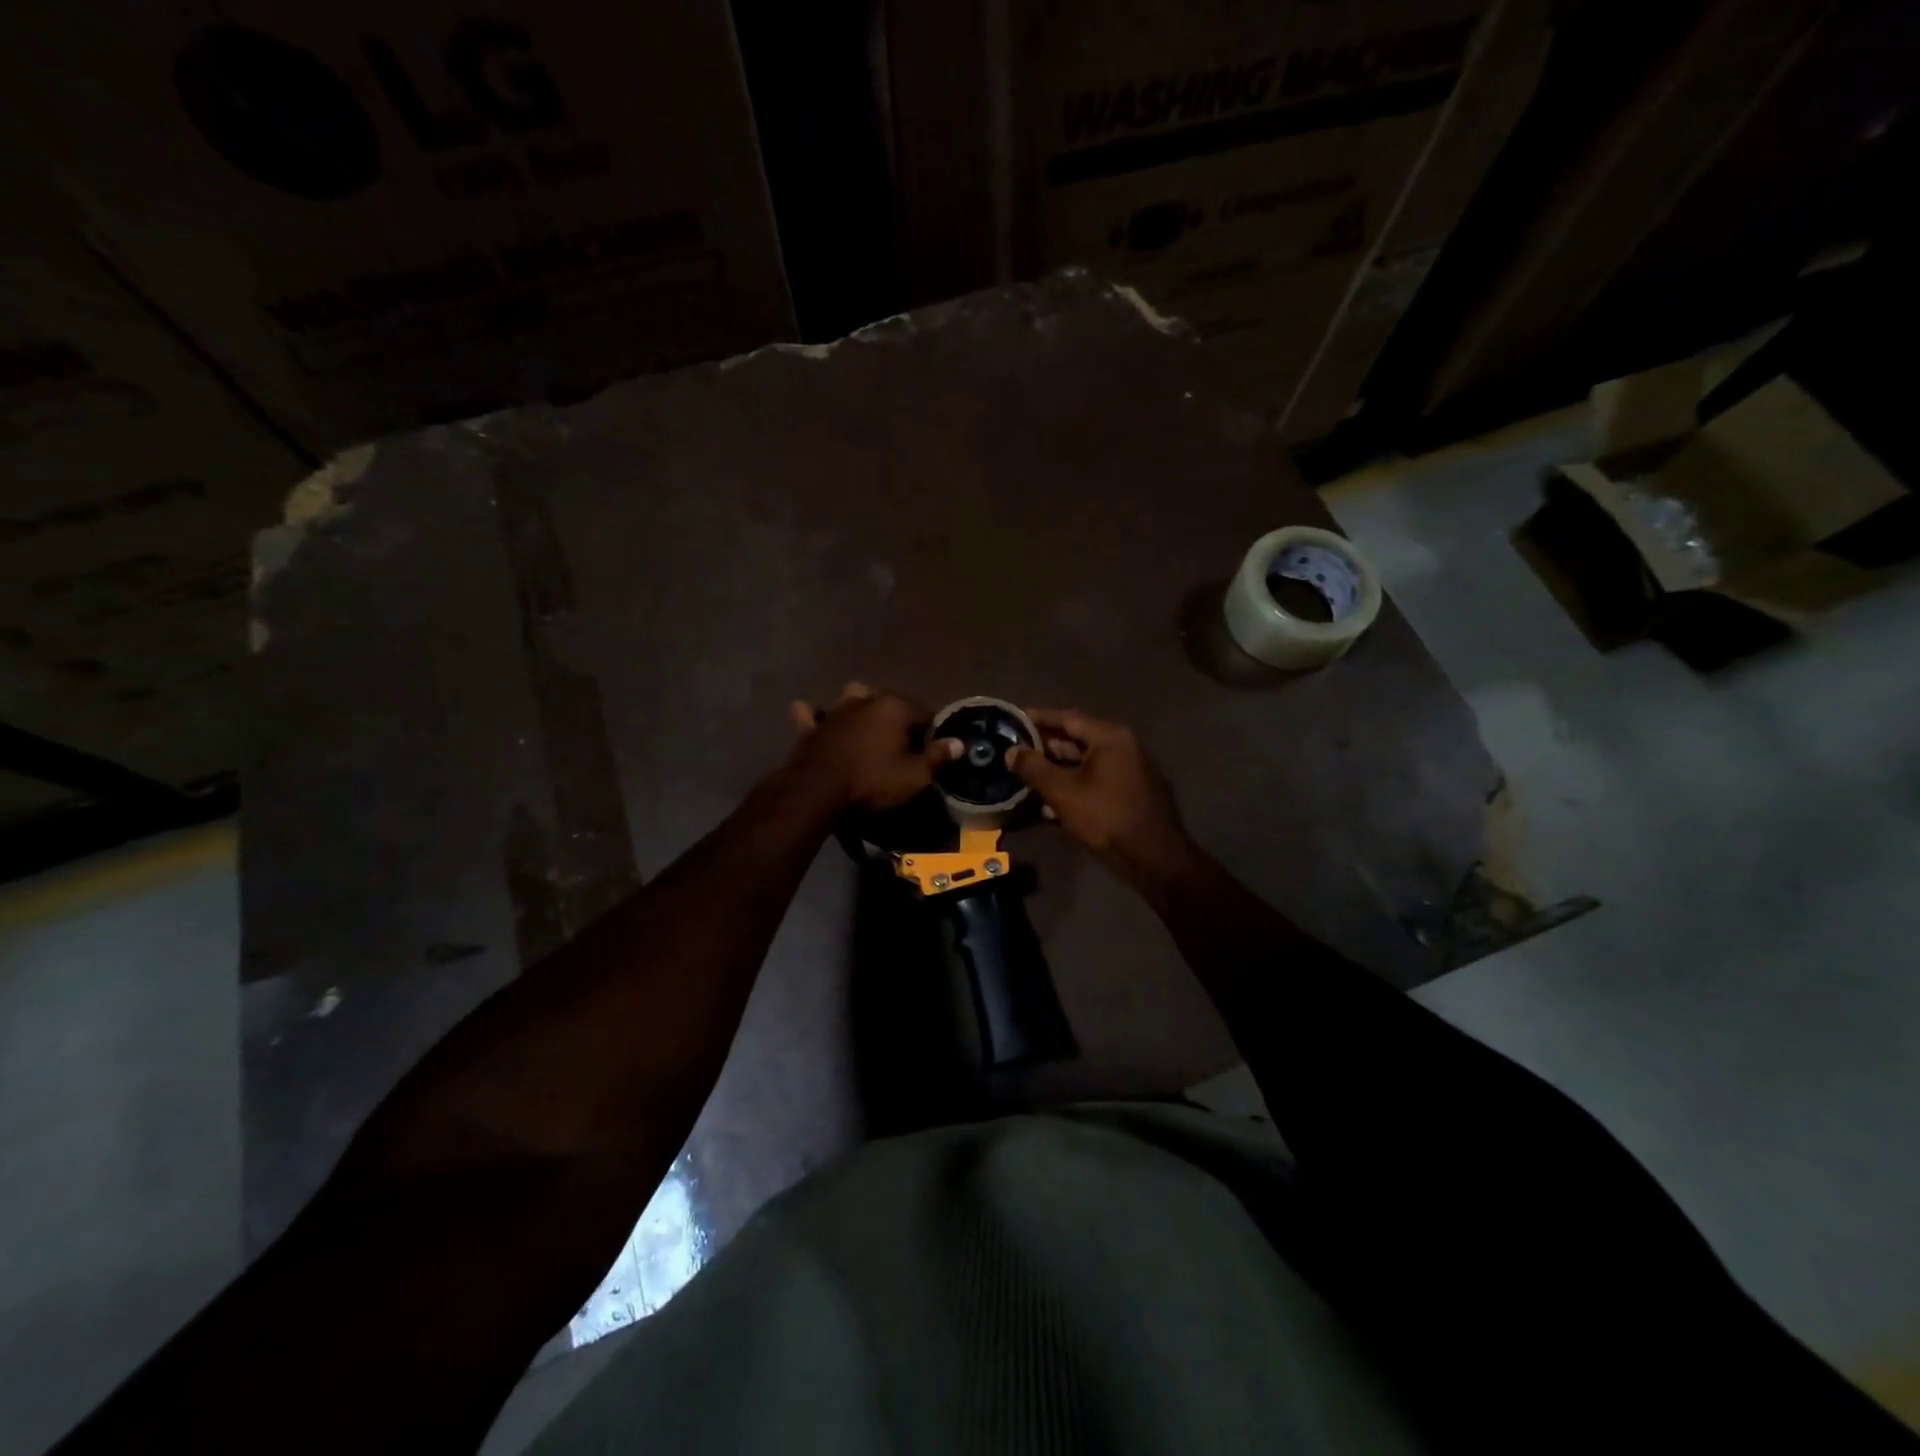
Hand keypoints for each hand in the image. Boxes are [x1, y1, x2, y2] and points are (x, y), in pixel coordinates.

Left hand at [787, 683, 961, 809]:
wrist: (817, 791)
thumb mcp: (914, 776)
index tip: (930, 750)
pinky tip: (815, 716)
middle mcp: (866, 700)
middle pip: (890, 702)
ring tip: (866, 724)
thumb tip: (958, 743)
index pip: (924, 713)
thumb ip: (937, 757)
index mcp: (895, 707)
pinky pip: (811, 714)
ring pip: (852, 697)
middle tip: (902, 742)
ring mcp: (835, 711)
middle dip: (899, 716)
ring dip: (860, 705)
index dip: (930, 732)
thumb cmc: (872, 782)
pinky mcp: (811, 727)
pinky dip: (815, 715)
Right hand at [1007, 709, 1194, 884]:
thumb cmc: (1105, 816)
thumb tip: (1011, 751)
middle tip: (1019, 750)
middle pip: (1079, 739)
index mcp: (1110, 737)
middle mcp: (1125, 746)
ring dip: (1059, 769)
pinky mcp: (1134, 792)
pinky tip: (1054, 804)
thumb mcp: (1062, 791)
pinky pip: (1099, 780)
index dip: (1039, 718)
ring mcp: (1133, 769)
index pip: (1068, 718)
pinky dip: (1076, 785)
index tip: (1016, 718)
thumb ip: (1034, 768)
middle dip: (1047, 746)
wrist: (1154, 856)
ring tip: (1030, 777)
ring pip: (1088, 763)